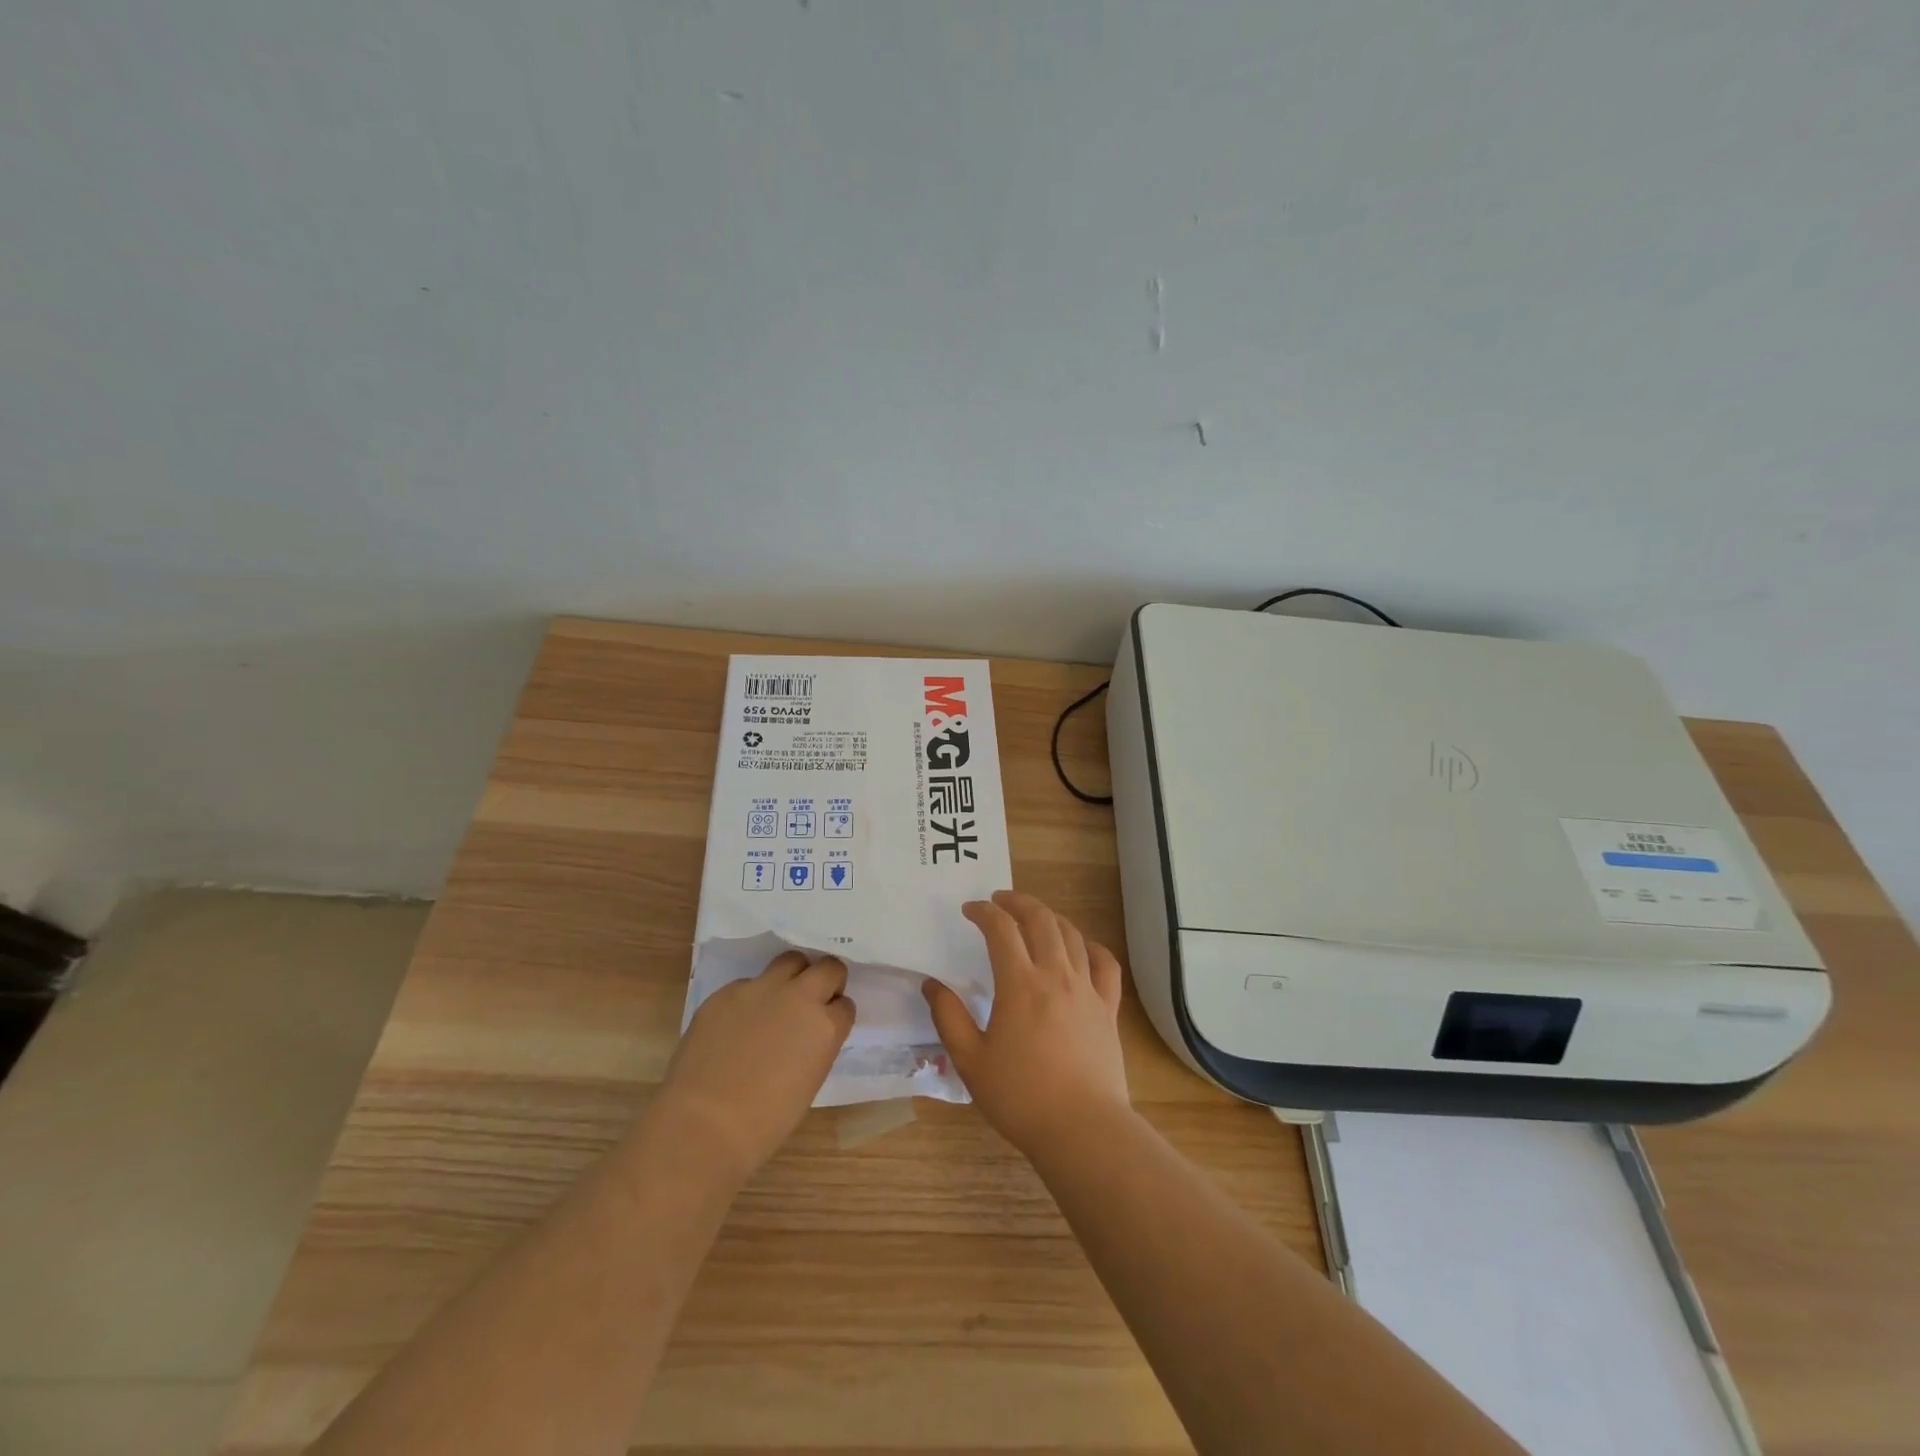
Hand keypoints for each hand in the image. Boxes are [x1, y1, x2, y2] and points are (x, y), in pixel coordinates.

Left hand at [655, 952, 854, 1185]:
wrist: (703, 1124)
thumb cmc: (764, 1122)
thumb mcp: (808, 1083)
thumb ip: (815, 1048)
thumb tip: (806, 1036)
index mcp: (825, 1027)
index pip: (845, 1005)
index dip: (836, 1014)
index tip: (827, 1024)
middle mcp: (799, 997)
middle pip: (828, 967)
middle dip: (826, 980)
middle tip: (813, 1001)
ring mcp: (761, 989)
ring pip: (790, 961)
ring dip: (792, 976)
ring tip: (778, 1001)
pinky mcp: (727, 992)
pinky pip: (748, 984)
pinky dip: (750, 998)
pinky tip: (736, 1025)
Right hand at [923, 890, 1131, 1157]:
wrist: (1082, 1129)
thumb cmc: (1021, 1097)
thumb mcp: (970, 1061)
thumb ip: (948, 1017)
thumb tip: (931, 984)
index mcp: (1020, 984)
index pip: (1001, 929)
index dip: (984, 912)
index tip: (970, 909)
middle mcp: (1056, 975)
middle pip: (1040, 920)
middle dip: (1018, 902)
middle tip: (1000, 900)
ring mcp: (1087, 990)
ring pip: (1072, 935)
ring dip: (1050, 917)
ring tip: (1034, 917)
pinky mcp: (1108, 1008)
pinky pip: (1105, 964)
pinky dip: (1091, 946)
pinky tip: (1082, 947)